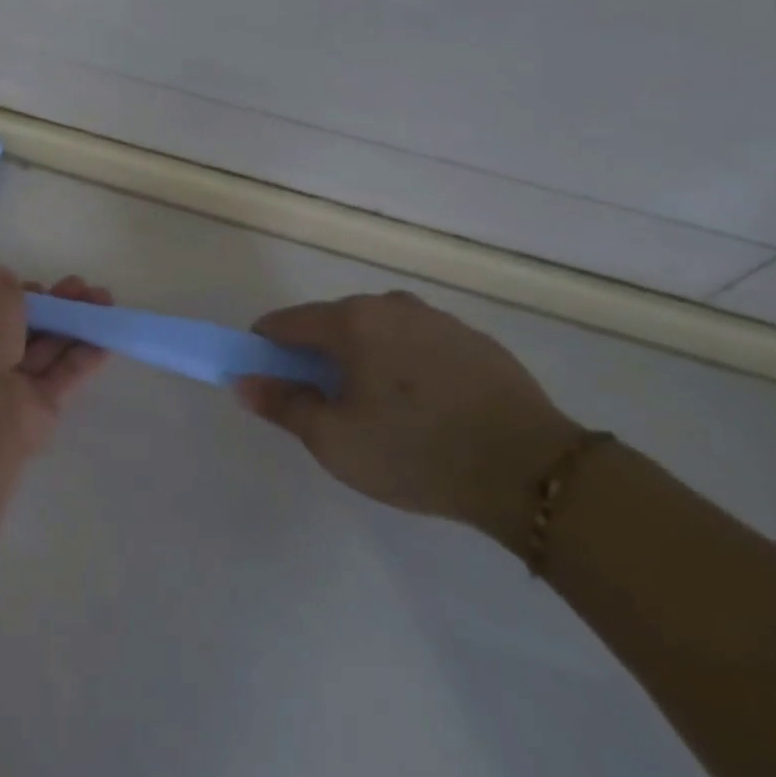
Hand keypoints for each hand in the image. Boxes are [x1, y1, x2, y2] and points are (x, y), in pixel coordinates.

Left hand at [0, 269, 112, 460]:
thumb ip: (2, 285)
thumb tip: (12, 283)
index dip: (20, 294)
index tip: (41, 286)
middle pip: (25, 328)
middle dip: (55, 306)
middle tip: (84, 287)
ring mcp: (10, 386)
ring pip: (48, 349)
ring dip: (77, 324)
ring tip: (106, 301)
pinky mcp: (40, 409)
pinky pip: (66, 376)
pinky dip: (87, 355)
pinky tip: (110, 334)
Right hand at [236, 291, 582, 546]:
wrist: (531, 470)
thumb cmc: (415, 451)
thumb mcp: (333, 439)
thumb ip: (282, 404)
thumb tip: (243, 381)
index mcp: (351, 321)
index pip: (284, 323)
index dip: (265, 350)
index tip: (269, 382)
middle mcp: (391, 306)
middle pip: (330, 322)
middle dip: (315, 356)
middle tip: (324, 405)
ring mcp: (437, 319)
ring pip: (376, 331)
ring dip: (361, 357)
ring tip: (376, 408)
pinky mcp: (473, 340)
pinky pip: (416, 343)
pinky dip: (402, 363)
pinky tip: (420, 406)